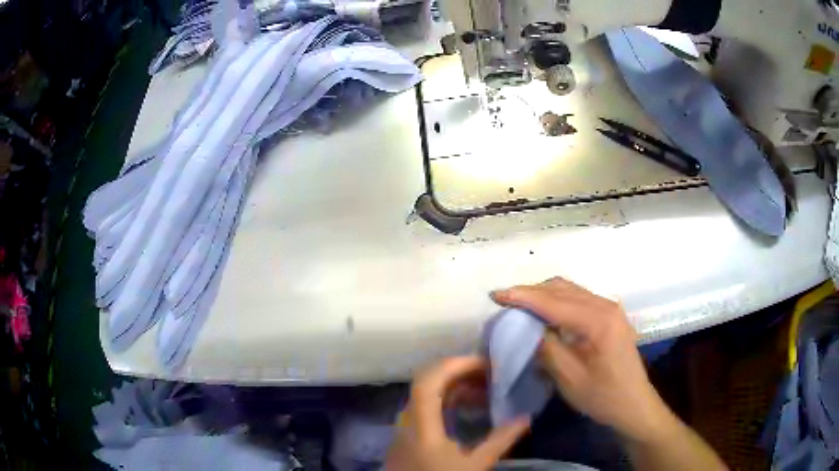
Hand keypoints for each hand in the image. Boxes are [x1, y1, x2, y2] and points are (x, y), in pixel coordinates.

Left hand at [384, 356, 529, 470]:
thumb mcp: (474, 465)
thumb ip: (499, 441)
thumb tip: (525, 417)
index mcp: (421, 425)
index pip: (428, 382)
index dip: (454, 365)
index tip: (483, 363)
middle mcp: (407, 420)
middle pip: (426, 382)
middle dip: (458, 371)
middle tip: (488, 372)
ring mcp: (405, 426)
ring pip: (426, 393)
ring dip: (453, 385)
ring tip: (483, 387)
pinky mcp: (409, 434)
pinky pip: (426, 405)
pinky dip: (447, 399)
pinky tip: (468, 406)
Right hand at [492, 278, 675, 443]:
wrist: (633, 404)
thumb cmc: (602, 396)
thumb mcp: (569, 378)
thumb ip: (547, 347)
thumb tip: (527, 328)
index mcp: (598, 320)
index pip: (553, 301)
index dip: (522, 296)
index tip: (495, 295)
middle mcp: (605, 305)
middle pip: (562, 288)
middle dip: (531, 292)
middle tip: (504, 301)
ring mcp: (610, 308)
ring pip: (570, 290)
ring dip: (543, 294)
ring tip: (519, 305)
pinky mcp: (609, 315)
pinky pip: (578, 298)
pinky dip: (557, 301)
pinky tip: (545, 312)